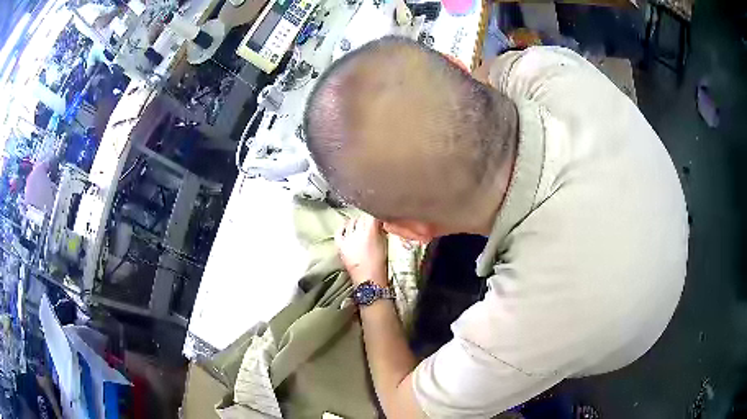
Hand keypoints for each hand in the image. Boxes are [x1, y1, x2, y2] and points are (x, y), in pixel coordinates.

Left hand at [335, 214, 387, 286]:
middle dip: (367, 218)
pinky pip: (339, 231)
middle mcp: (357, 233)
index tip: (380, 217)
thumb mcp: (384, 244)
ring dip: (356, 222)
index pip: (372, 215)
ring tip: (361, 225)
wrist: (368, 280)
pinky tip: (347, 228)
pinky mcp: (340, 245)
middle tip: (372, 222)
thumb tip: (379, 222)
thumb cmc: (380, 264)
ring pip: (351, 222)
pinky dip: (343, 228)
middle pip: (361, 217)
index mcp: (370, 232)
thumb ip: (380, 230)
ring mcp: (347, 239)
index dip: (377, 215)